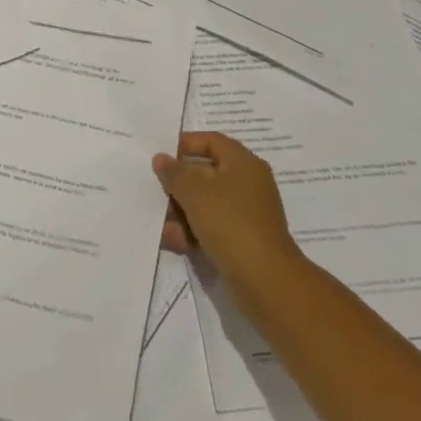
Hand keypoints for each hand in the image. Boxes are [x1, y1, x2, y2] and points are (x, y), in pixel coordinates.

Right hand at [154, 131, 306, 304]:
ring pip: (205, 203)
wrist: (265, 279)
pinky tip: (175, 243)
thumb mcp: (195, 191)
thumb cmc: (230, 222)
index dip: (185, 144)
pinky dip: (193, 232)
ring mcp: (245, 213)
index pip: (211, 141)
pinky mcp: (241, 239)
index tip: (160, 155)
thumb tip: (162, 158)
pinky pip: (211, 227)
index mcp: (243, 162)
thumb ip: (174, 172)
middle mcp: (247, 183)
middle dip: (178, 185)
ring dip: (181, 213)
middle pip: (205, 173)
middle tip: (155, 191)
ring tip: (163, 227)